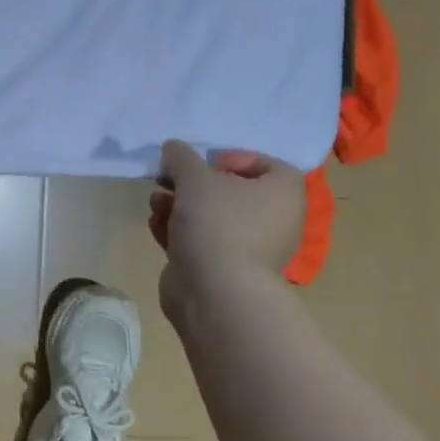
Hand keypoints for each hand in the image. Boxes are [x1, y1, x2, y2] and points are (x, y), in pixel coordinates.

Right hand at [149, 140, 305, 280]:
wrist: (215, 292)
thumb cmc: (217, 223)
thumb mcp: (194, 177)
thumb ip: (181, 157)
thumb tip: (173, 148)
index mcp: (282, 193)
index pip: (266, 165)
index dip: (233, 158)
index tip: (204, 163)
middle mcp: (272, 220)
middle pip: (229, 191)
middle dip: (192, 184)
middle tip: (167, 179)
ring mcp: (247, 248)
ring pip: (209, 217)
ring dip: (178, 206)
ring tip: (157, 203)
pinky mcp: (222, 270)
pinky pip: (199, 241)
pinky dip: (178, 232)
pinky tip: (156, 226)